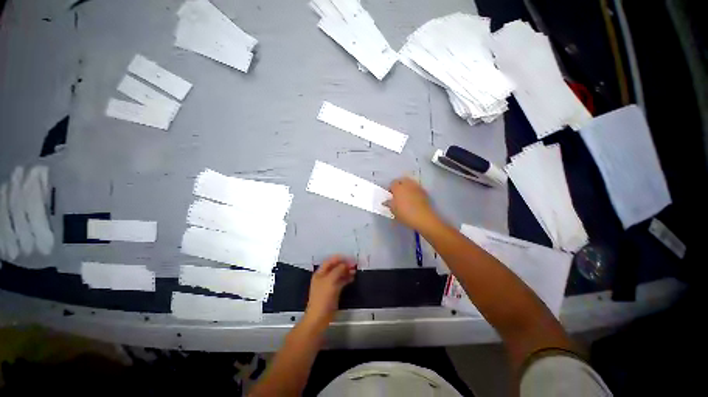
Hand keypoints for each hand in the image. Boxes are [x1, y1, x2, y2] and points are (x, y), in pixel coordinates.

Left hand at [304, 256, 355, 327]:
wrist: (319, 317)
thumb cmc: (323, 298)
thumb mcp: (330, 281)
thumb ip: (338, 270)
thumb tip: (345, 264)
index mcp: (320, 273)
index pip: (330, 261)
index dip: (340, 258)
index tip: (350, 258)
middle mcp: (324, 277)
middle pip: (335, 267)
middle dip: (344, 264)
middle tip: (354, 264)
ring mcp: (329, 284)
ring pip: (339, 274)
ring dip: (346, 271)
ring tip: (355, 270)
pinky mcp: (333, 291)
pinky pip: (341, 281)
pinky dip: (346, 278)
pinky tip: (352, 277)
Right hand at [384, 177, 438, 230]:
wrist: (423, 218)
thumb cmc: (405, 214)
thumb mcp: (393, 210)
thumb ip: (389, 203)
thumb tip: (386, 201)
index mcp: (398, 188)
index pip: (392, 183)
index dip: (391, 188)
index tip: (390, 195)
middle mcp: (407, 184)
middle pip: (402, 180)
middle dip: (399, 185)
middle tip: (397, 194)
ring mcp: (417, 187)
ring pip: (410, 183)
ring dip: (407, 188)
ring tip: (405, 197)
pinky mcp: (424, 192)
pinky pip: (416, 189)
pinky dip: (413, 192)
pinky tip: (413, 200)